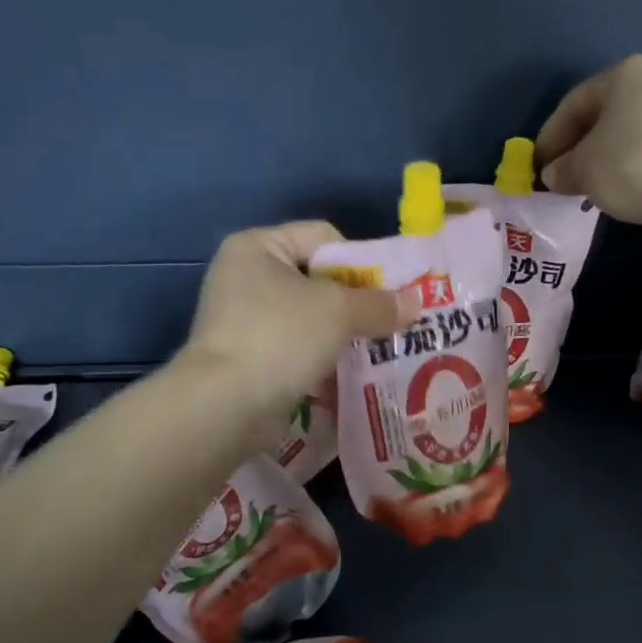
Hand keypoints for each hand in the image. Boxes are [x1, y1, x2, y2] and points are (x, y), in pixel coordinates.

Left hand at [183, 222, 415, 418]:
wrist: (225, 405)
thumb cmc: (279, 337)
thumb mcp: (337, 312)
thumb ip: (378, 304)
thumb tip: (416, 303)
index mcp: (258, 247)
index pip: (323, 237)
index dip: (360, 260)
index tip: (389, 292)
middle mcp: (245, 276)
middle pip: (318, 279)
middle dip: (356, 302)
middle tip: (391, 323)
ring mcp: (243, 320)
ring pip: (310, 317)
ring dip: (343, 334)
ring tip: (379, 350)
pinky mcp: (248, 357)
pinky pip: (297, 348)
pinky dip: (322, 358)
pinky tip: (351, 373)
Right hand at [534, 55, 641, 229]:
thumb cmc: (633, 165)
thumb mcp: (583, 170)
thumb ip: (562, 169)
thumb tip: (555, 173)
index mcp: (623, 73)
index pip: (573, 104)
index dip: (550, 137)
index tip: (539, 167)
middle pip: (603, 114)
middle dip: (579, 146)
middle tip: (563, 177)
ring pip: (628, 130)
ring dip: (605, 156)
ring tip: (591, 186)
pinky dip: (631, 162)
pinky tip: (624, 186)